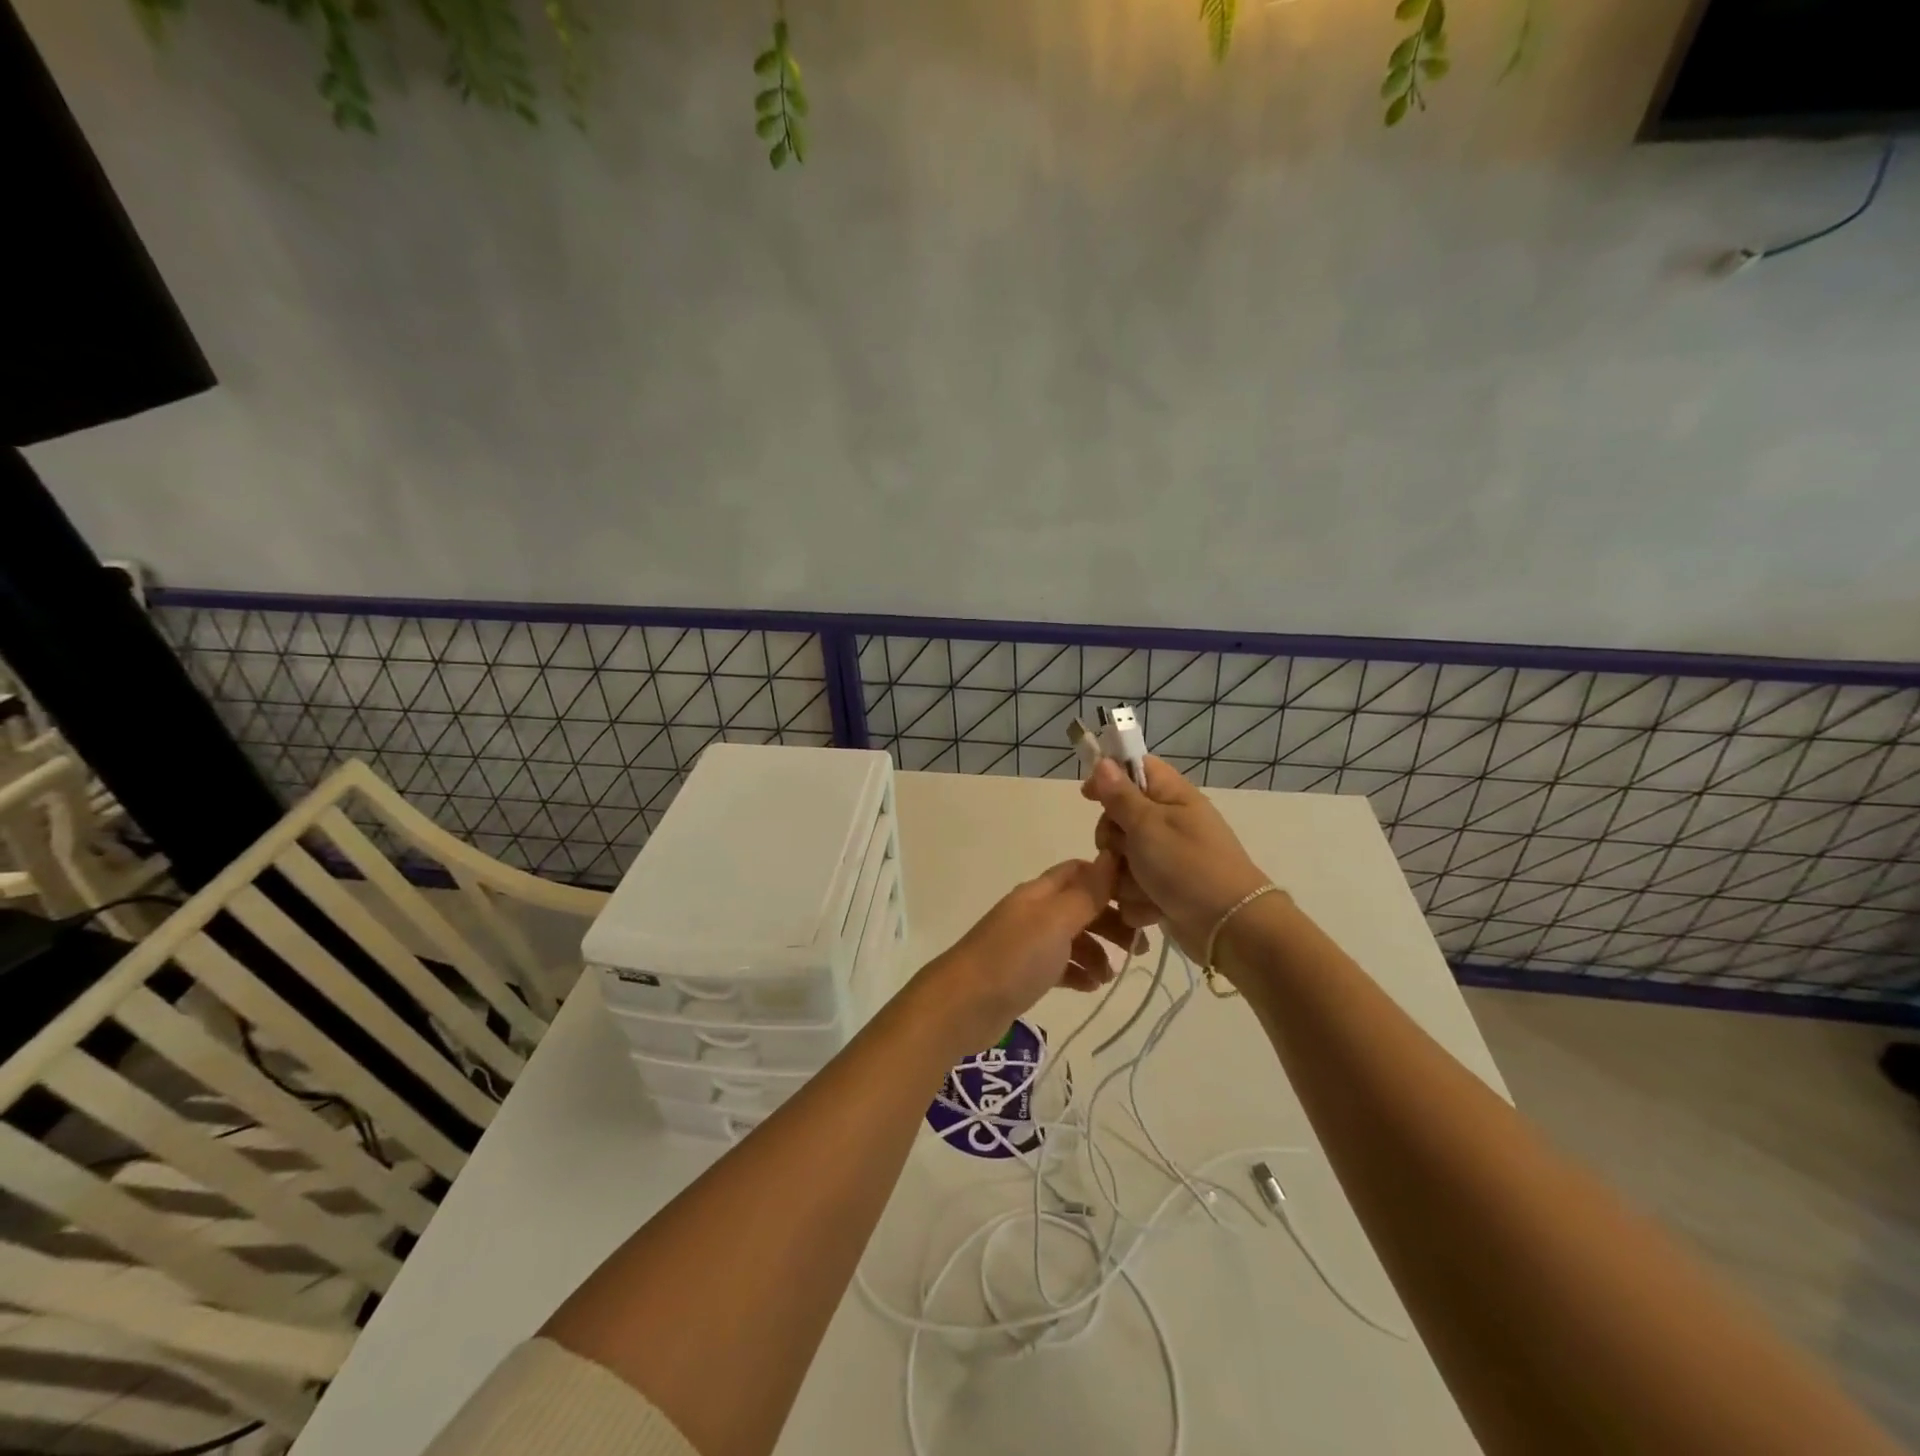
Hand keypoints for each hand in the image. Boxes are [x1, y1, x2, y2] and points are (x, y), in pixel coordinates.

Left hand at [917, 855, 1132, 1052]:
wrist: (962, 1005)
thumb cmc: (1013, 958)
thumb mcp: (1056, 922)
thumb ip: (1086, 893)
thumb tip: (1111, 855)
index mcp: (1040, 892)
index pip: (1080, 871)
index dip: (1109, 879)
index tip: (1140, 901)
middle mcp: (1034, 912)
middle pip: (1081, 906)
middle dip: (1111, 922)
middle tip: (1139, 947)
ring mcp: (1027, 943)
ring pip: (1072, 938)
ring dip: (1097, 952)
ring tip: (1111, 976)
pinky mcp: (1024, 973)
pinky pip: (1059, 965)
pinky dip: (1078, 972)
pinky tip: (1090, 988)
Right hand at [1081, 756, 1270, 960]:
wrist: (1228, 927)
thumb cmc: (1188, 866)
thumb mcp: (1148, 825)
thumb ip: (1120, 796)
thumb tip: (1104, 762)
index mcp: (1171, 797)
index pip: (1136, 768)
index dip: (1109, 777)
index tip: (1088, 795)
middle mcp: (1169, 823)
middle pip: (1119, 818)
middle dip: (1113, 840)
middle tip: (1122, 851)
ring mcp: (1166, 859)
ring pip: (1122, 858)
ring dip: (1125, 876)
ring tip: (1143, 887)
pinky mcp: (1163, 890)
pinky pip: (1132, 888)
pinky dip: (1138, 899)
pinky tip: (1152, 907)